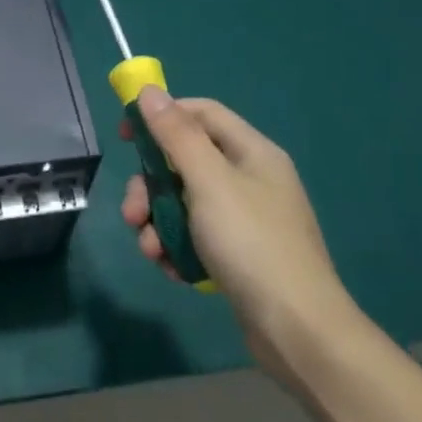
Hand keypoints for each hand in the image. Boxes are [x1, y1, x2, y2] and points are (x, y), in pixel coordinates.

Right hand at [122, 87, 361, 383]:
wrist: (296, 329)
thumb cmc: (252, 243)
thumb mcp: (209, 182)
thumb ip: (176, 135)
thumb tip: (150, 92)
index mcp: (252, 153)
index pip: (201, 114)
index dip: (161, 116)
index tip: (125, 136)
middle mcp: (249, 180)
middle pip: (183, 163)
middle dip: (150, 188)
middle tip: (132, 213)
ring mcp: (244, 219)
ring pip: (182, 203)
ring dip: (157, 223)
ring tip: (152, 252)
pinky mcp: (236, 254)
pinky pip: (193, 236)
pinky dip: (177, 248)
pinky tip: (173, 270)